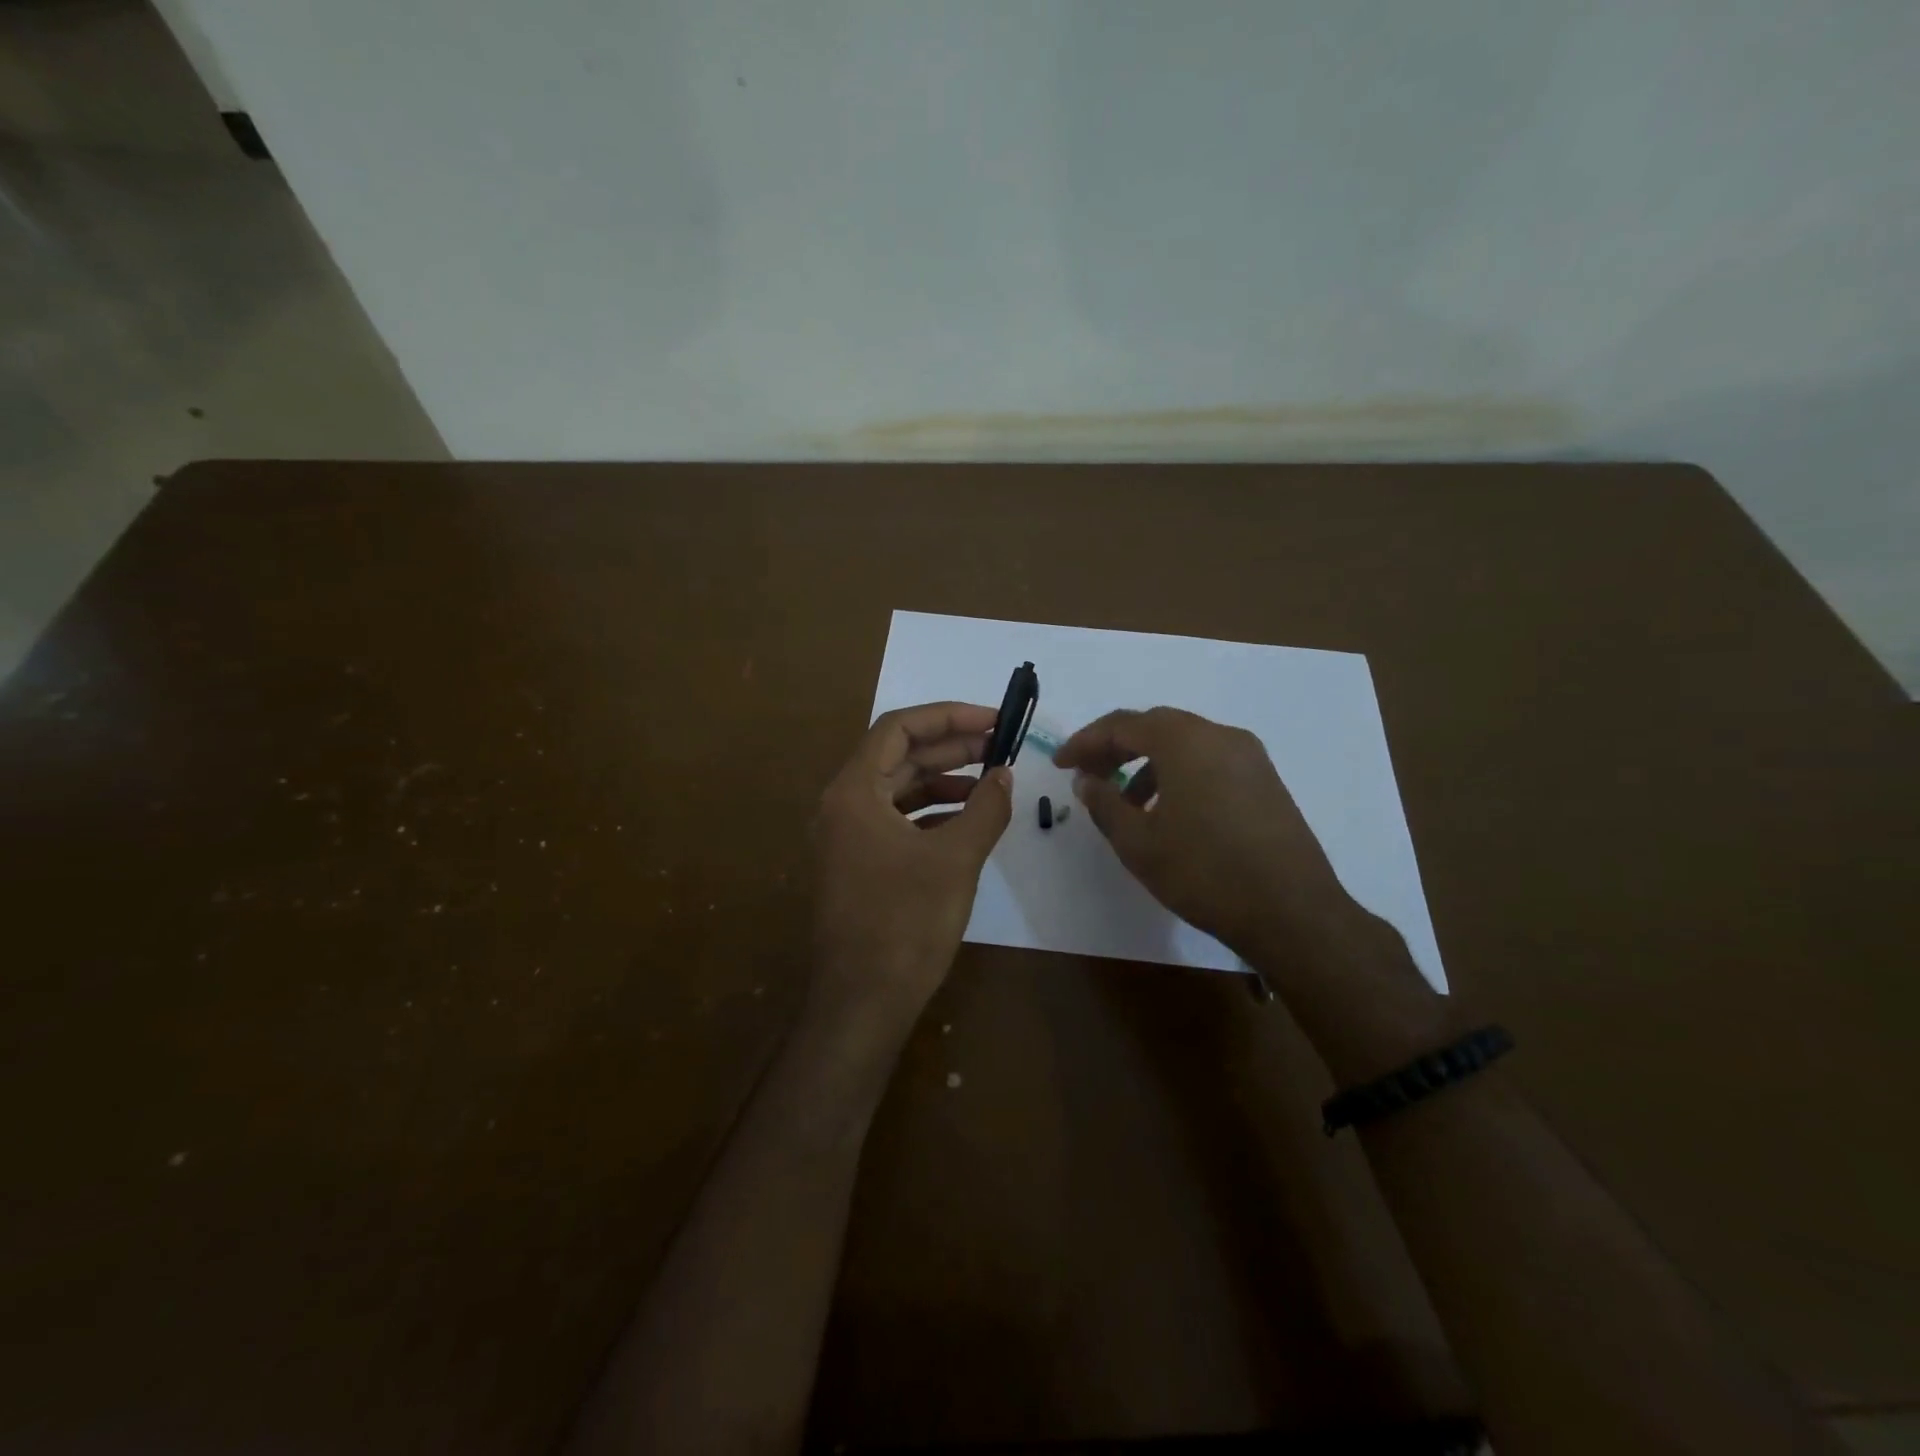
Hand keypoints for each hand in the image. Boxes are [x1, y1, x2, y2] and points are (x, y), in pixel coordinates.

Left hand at [810, 702, 1012, 1023]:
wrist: (862, 1002)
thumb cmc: (905, 924)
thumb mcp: (956, 859)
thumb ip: (985, 808)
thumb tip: (1005, 774)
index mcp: (854, 791)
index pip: (899, 728)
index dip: (948, 716)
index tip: (992, 720)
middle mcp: (843, 804)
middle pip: (898, 755)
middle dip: (951, 747)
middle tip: (1000, 746)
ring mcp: (846, 835)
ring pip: (898, 788)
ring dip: (943, 779)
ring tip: (990, 781)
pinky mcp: (857, 862)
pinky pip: (895, 819)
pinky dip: (931, 812)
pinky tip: (966, 819)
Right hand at [1053, 707, 1362, 970]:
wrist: (1292, 912)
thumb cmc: (1204, 872)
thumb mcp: (1138, 842)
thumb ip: (1104, 803)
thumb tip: (1086, 780)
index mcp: (1185, 741)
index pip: (1123, 724)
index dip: (1085, 742)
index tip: (1061, 764)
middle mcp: (1220, 736)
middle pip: (1156, 727)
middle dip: (1116, 748)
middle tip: (1088, 774)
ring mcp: (1249, 757)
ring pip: (1185, 744)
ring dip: (1148, 763)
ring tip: (1126, 802)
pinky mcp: (1266, 781)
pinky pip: (1210, 761)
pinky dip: (1179, 774)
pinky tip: (1169, 813)